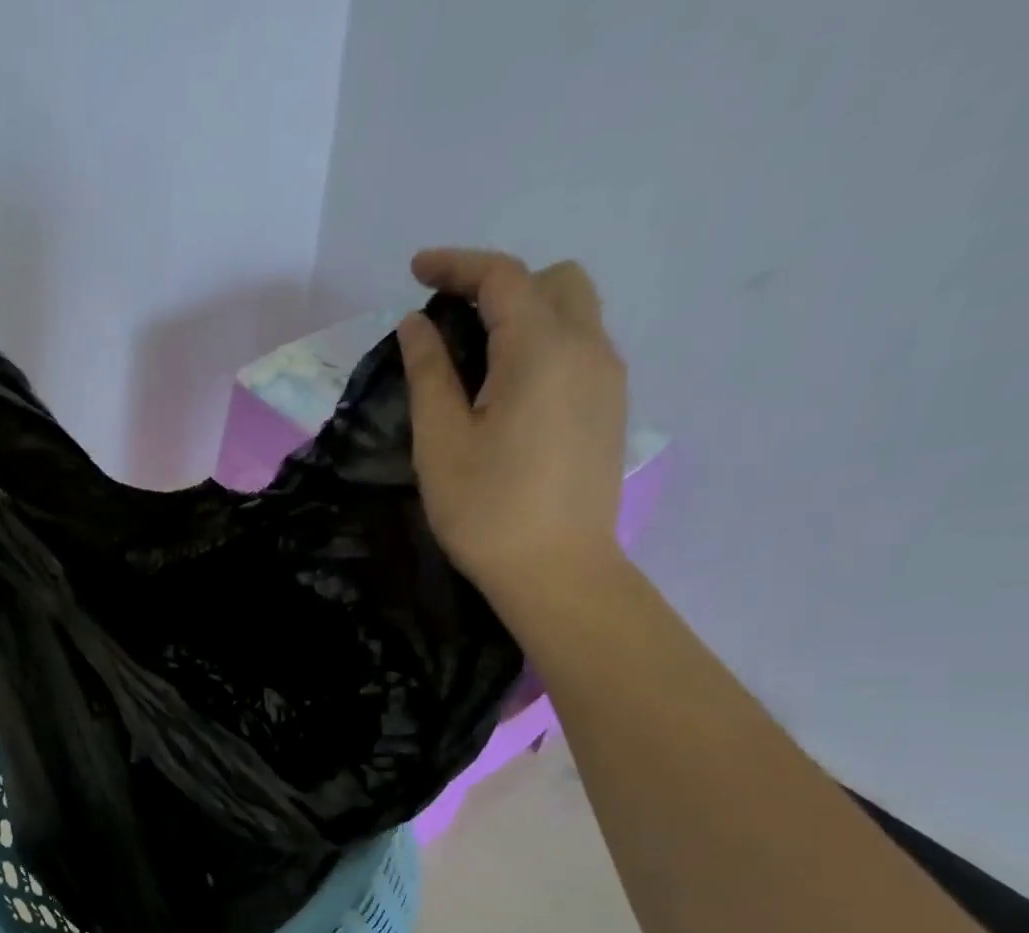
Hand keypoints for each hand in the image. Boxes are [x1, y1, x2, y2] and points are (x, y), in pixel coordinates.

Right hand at [397, 248, 627, 601]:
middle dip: (500, 285)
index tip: (416, 271)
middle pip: (551, 281)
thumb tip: (417, 326)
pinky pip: (582, 349)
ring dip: (526, 315)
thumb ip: (429, 374)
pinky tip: (512, 391)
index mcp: (541, 349)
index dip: (456, 265)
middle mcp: (587, 348)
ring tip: (480, 359)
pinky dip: (545, 345)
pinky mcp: (612, 409)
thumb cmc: (487, 511)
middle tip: (453, 323)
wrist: (558, 572)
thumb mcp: (442, 443)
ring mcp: (608, 379)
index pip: (502, 277)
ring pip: (574, 313)